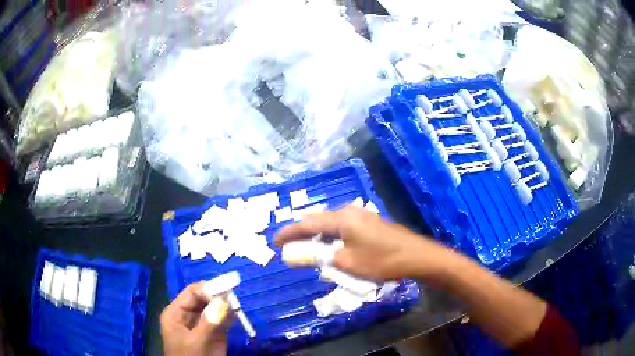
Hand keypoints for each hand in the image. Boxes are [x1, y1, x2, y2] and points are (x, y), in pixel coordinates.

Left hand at [160, 282, 232, 355]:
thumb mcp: (198, 341)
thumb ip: (210, 322)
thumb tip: (224, 300)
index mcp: (176, 313)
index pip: (192, 293)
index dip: (208, 289)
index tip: (226, 289)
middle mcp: (187, 315)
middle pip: (203, 299)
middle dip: (218, 296)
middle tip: (235, 296)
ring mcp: (201, 324)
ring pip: (213, 308)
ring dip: (225, 305)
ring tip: (236, 304)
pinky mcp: (212, 333)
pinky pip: (221, 319)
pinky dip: (229, 316)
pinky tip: (236, 314)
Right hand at [274, 206, 451, 281]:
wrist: (417, 257)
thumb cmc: (381, 260)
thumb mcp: (346, 262)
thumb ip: (318, 256)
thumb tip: (293, 254)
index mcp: (341, 217)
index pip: (307, 222)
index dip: (289, 232)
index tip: (274, 241)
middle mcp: (350, 211)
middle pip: (318, 220)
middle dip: (302, 233)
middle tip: (288, 246)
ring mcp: (362, 216)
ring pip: (331, 224)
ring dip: (318, 236)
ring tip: (306, 248)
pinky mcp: (371, 224)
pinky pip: (343, 228)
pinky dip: (332, 237)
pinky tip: (331, 247)